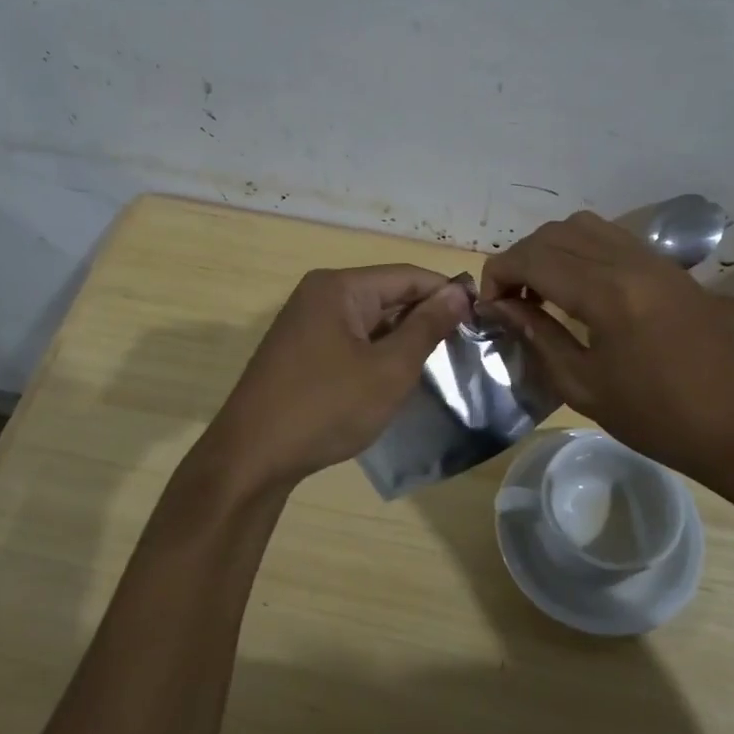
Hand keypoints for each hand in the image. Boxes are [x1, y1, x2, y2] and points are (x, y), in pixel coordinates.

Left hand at [203, 265, 472, 492]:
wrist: (252, 457)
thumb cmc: (326, 408)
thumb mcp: (389, 369)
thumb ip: (426, 327)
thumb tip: (458, 292)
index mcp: (339, 287)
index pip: (407, 275)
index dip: (446, 293)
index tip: (481, 318)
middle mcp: (319, 294)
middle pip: (387, 294)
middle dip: (424, 317)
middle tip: (464, 346)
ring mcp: (305, 323)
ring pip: (369, 320)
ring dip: (401, 338)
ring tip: (438, 363)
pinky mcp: (299, 350)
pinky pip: (349, 339)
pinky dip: (376, 352)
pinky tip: (394, 377)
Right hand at [478, 211, 733, 481]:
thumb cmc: (662, 418)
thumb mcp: (586, 387)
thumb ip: (539, 337)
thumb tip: (502, 308)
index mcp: (606, 292)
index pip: (532, 257)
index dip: (499, 274)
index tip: (490, 307)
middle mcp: (630, 261)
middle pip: (556, 233)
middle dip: (521, 258)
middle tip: (512, 301)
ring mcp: (656, 260)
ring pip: (586, 226)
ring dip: (553, 249)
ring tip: (545, 292)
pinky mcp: (674, 269)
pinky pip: (615, 239)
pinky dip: (584, 251)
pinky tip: (585, 292)